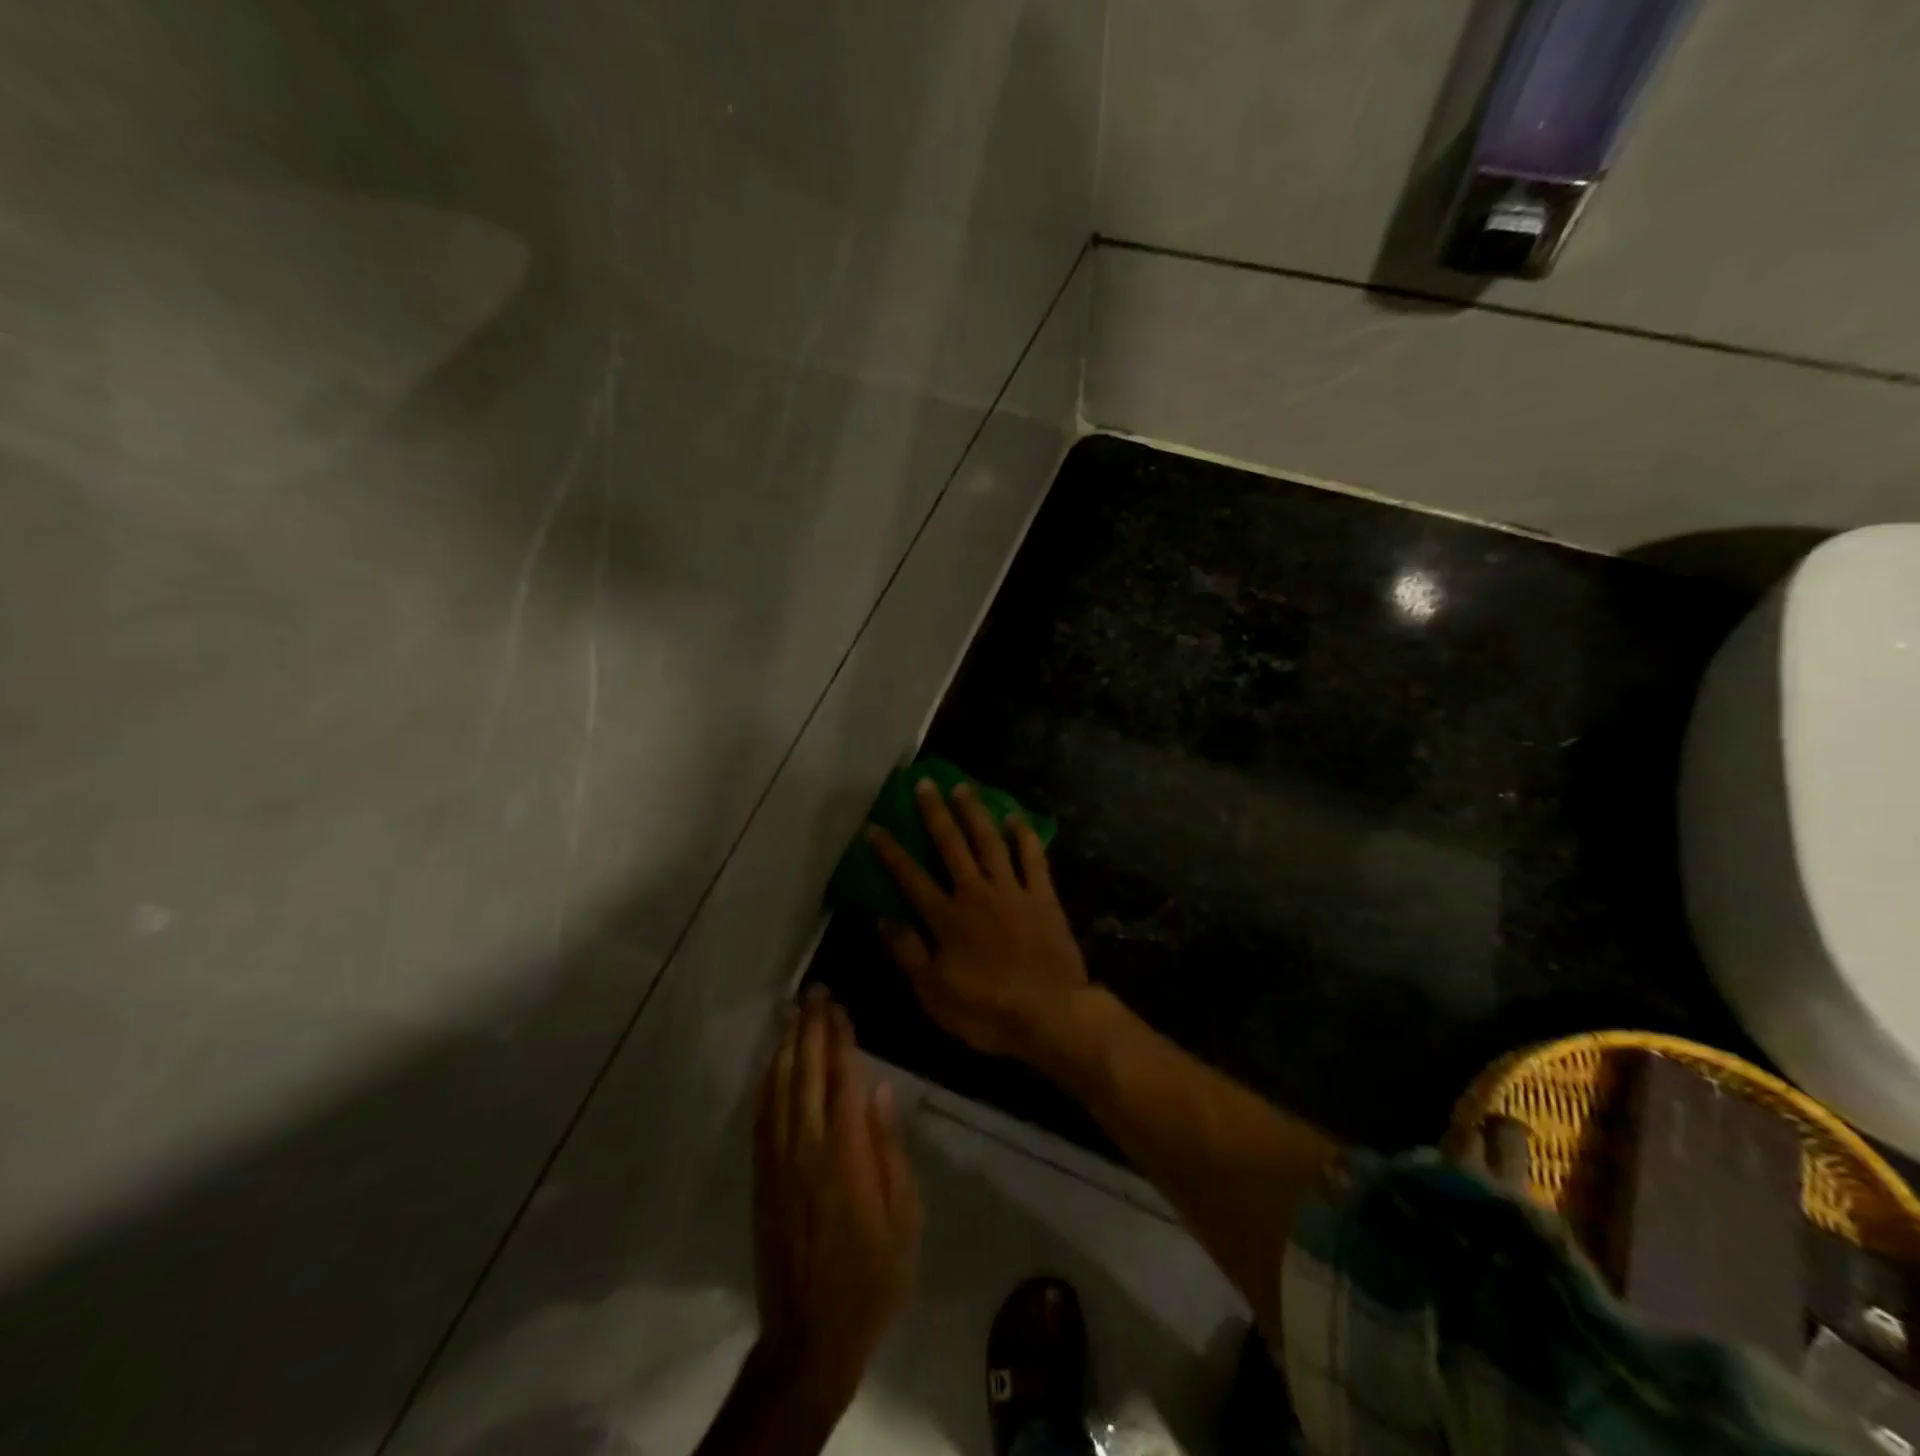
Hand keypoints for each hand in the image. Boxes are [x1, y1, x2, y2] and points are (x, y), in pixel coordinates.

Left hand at [752, 988, 921, 1412]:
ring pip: (779, 1088)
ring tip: (793, 1012)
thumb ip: (889, 1148)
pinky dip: (767, 1082)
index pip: (841, 1078)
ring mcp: (778, 1161)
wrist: (811, 1334)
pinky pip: (761, 1116)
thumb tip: (878, 1086)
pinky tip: (773, 1063)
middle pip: (807, 1073)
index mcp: (845, 1154)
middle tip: (816, 991)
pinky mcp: (762, 1176)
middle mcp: (806, 1147)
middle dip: (812, 1028)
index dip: (840, 1038)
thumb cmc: (873, 1275)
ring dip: (787, 1046)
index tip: (840, 1005)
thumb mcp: (904, 1217)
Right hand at [867, 779, 1090, 1062]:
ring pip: (990, 843)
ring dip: (975, 814)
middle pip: (951, 846)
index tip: (875, 826)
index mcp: (946, 918)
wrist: (1050, 1015)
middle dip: (935, 814)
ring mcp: (1012, 891)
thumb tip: (882, 918)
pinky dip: (1024, 837)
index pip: (910, 877)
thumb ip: (907, 952)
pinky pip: (1033, 859)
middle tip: (924, 784)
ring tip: (964, 788)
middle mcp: (976, 893)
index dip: (890, 852)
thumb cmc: (986, 1011)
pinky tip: (1015, 818)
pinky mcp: (1043, 897)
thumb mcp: (933, 993)